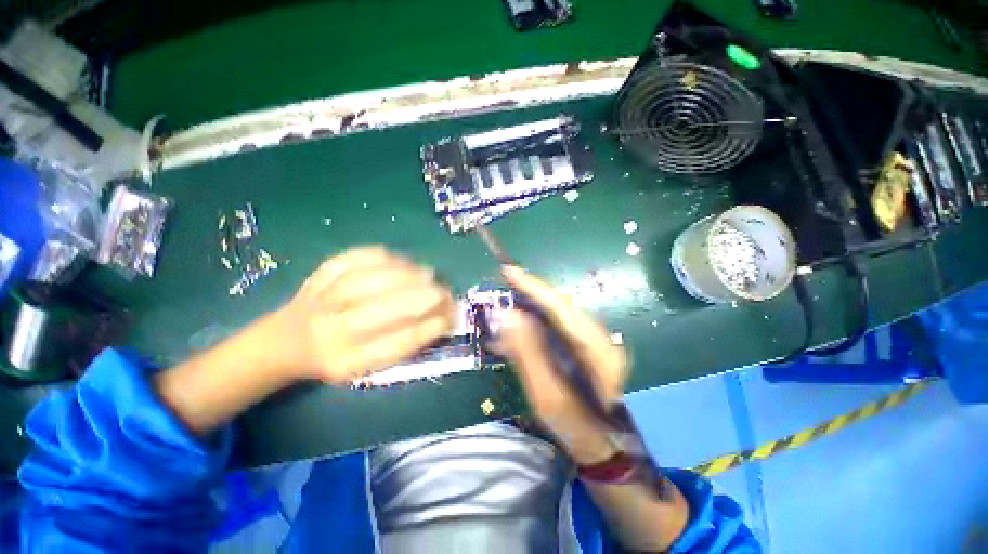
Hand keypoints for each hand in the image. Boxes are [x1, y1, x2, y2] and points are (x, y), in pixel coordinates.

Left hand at [278, 246, 454, 383]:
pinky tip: (402, 261)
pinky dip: (383, 256)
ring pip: (367, 281)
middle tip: (444, 292)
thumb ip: (404, 343)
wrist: (288, 340)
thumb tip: (442, 318)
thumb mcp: (369, 365)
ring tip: (428, 274)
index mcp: (345, 362)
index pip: (392, 345)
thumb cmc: (340, 355)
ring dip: (405, 275)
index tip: (449, 317)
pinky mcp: (319, 273)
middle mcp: (329, 332)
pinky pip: (353, 258)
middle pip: (379, 311)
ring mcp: (320, 298)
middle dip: (420, 298)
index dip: (427, 329)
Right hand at [497, 265, 628, 464]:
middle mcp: (598, 337)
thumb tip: (508, 315)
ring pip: (558, 316)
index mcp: (594, 348)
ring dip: (532, 310)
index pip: (558, 306)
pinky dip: (539, 325)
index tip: (509, 271)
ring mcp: (595, 343)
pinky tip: (522, 331)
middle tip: (504, 288)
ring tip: (508, 310)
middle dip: (530, 295)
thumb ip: (528, 353)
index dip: (533, 286)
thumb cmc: (579, 428)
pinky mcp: (588, 349)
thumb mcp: (547, 395)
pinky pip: (560, 328)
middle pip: (559, 306)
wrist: (608, 450)